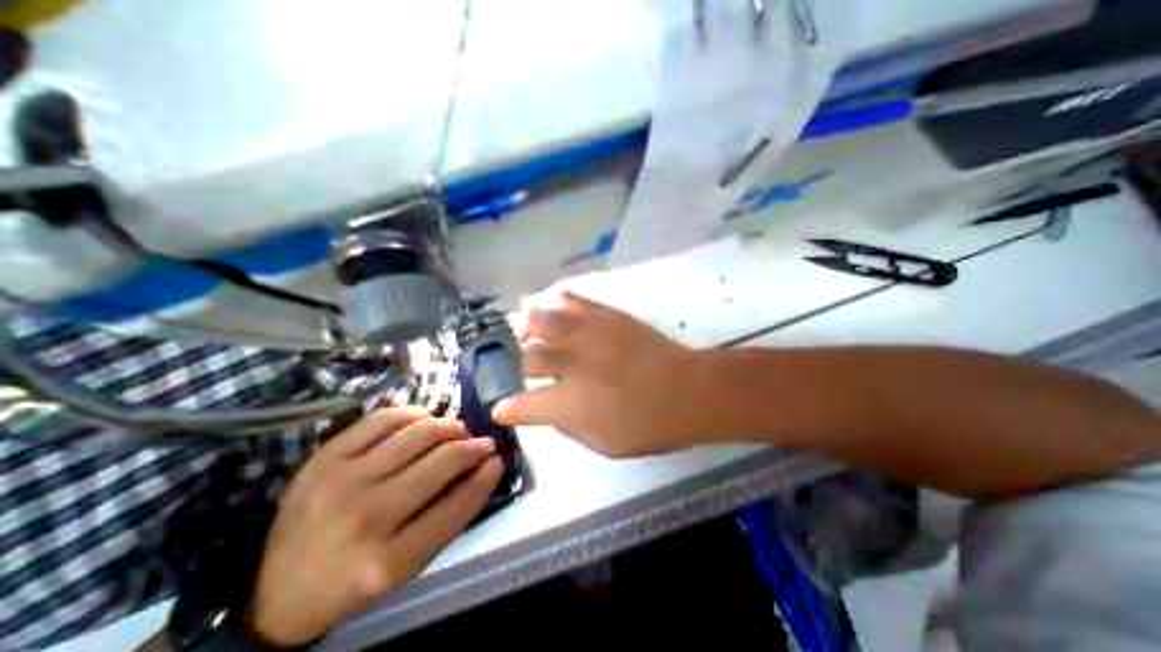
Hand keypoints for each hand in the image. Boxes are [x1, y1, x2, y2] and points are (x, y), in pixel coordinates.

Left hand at [247, 410, 501, 643]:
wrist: (278, 589)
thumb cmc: (357, 577)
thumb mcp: (409, 564)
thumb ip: (449, 516)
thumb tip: (484, 467)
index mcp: (390, 560)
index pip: (459, 503)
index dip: (486, 477)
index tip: (498, 460)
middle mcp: (367, 517)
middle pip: (442, 461)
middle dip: (473, 446)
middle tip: (482, 443)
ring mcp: (342, 481)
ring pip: (418, 433)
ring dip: (449, 426)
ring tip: (457, 430)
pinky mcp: (324, 458)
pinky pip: (384, 418)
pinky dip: (413, 413)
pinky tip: (423, 419)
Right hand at [494, 293, 723, 454]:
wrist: (688, 390)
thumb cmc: (648, 425)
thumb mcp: (603, 443)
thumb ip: (568, 425)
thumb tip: (550, 409)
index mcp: (566, 401)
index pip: (521, 405)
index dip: (507, 407)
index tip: (500, 407)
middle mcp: (568, 363)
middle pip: (525, 358)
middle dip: (511, 363)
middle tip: (508, 362)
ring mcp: (586, 333)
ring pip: (542, 321)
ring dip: (527, 325)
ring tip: (520, 327)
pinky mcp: (606, 316)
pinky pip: (573, 301)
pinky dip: (559, 303)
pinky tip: (554, 305)